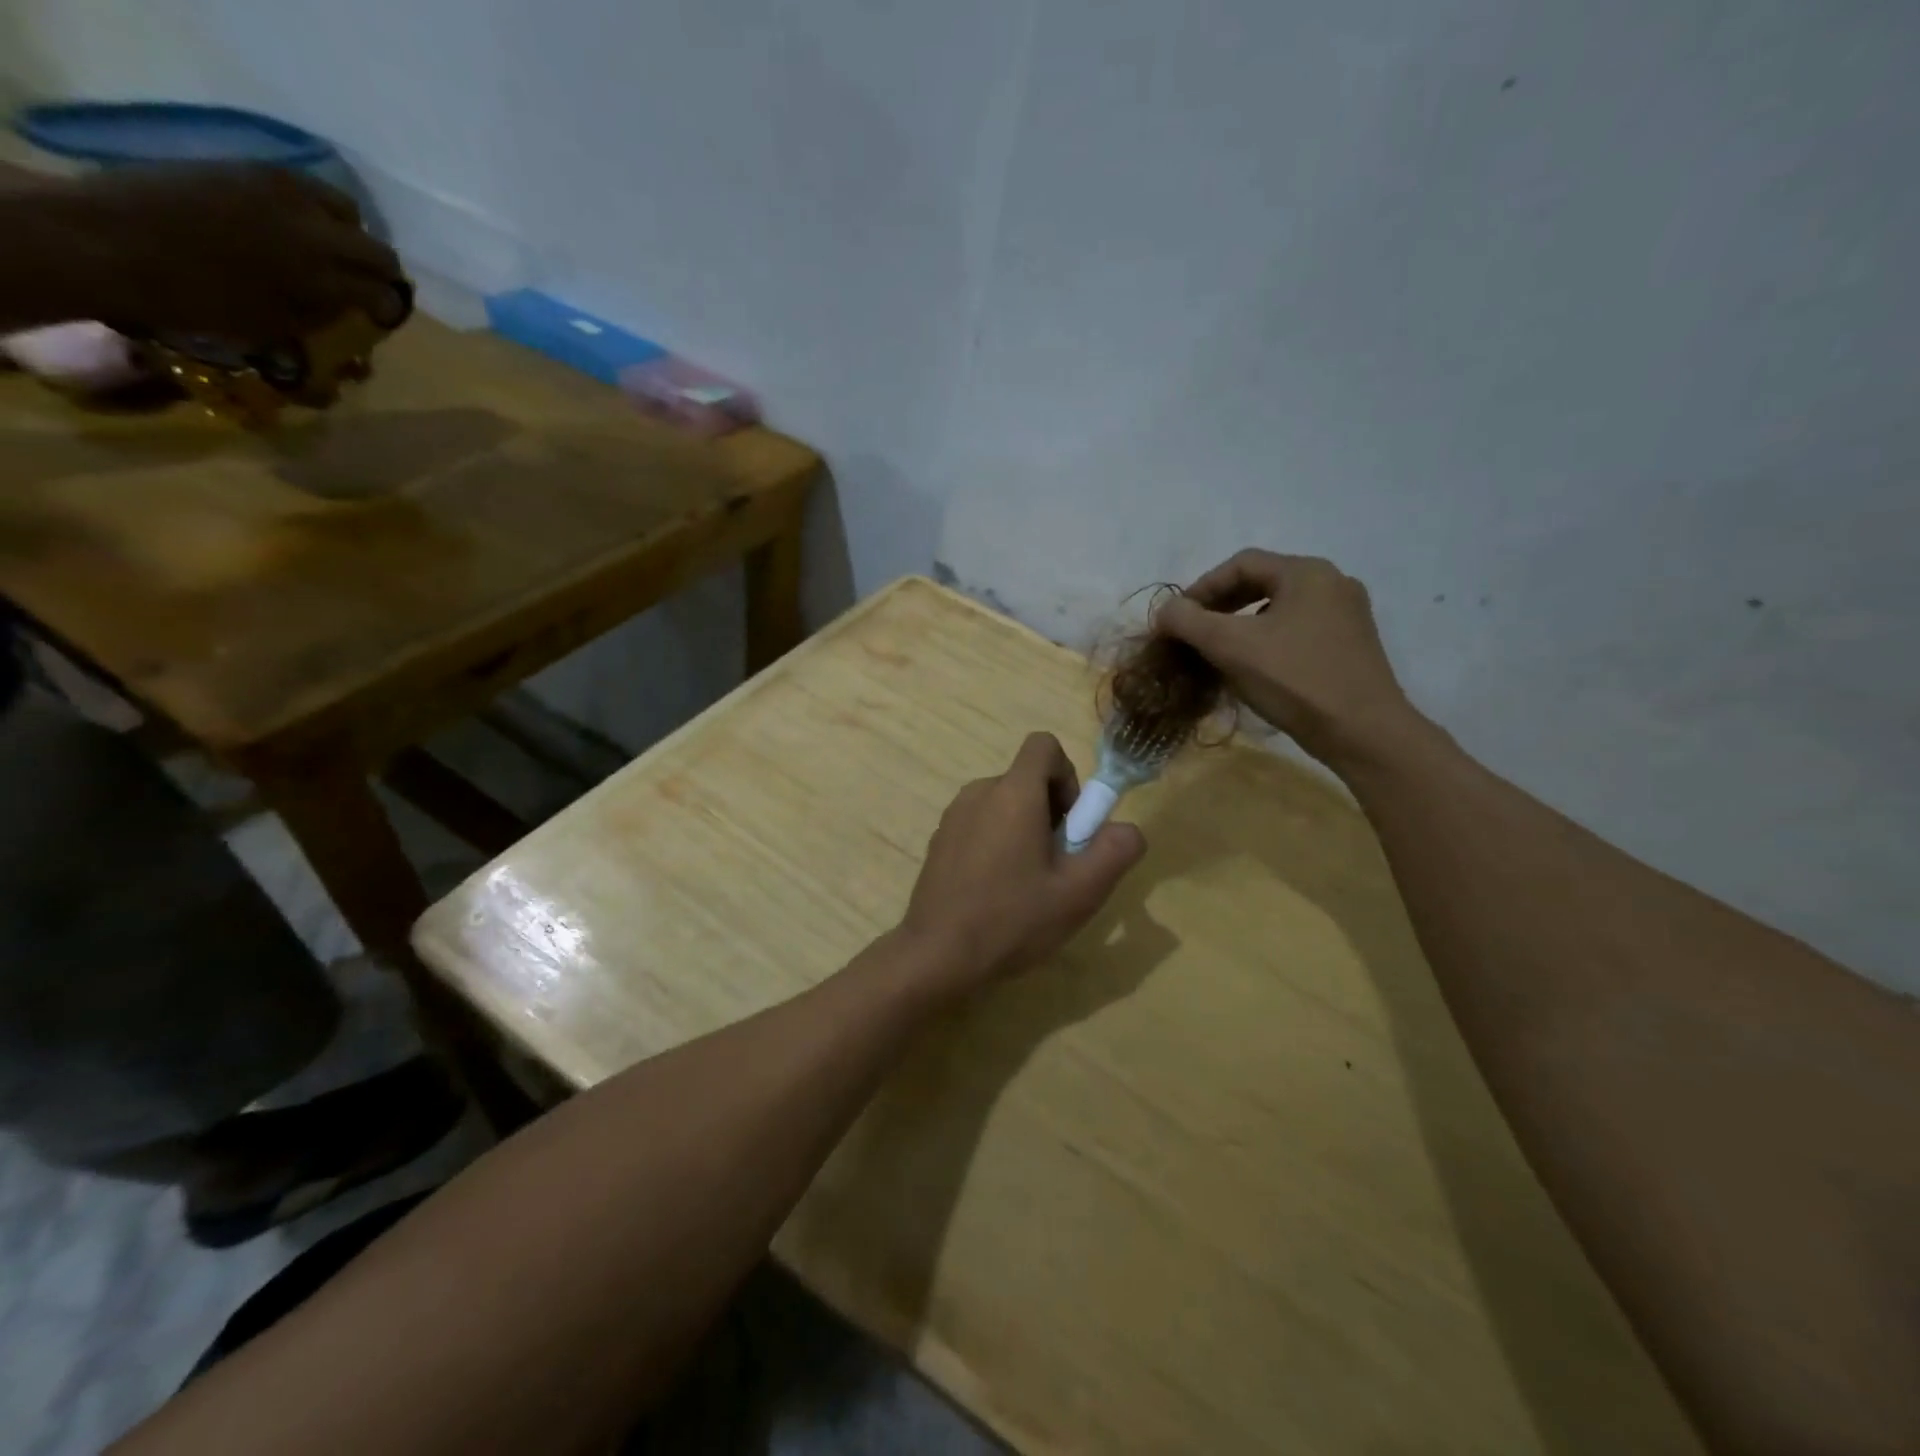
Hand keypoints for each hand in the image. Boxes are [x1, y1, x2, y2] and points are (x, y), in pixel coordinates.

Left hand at [58, 164, 403, 344]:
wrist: (111, 242)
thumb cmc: (198, 302)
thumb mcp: (276, 330)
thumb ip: (322, 319)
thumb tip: (352, 319)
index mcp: (324, 280)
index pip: (384, 295)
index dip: (387, 308)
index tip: (381, 316)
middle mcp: (315, 234)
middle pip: (379, 253)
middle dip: (379, 272)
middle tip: (368, 284)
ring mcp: (282, 194)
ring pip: (347, 211)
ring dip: (348, 233)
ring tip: (329, 246)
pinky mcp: (249, 169)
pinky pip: (305, 186)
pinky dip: (313, 205)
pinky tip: (293, 220)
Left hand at [899, 733, 1145, 992]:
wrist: (937, 954)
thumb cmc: (1013, 919)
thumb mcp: (1079, 892)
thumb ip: (1115, 851)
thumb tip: (1127, 829)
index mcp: (1013, 793)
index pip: (1044, 745)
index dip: (1068, 775)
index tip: (1071, 823)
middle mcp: (979, 792)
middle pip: (1026, 779)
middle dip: (1051, 811)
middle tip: (1056, 865)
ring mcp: (953, 816)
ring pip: (1003, 804)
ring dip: (1024, 830)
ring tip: (1026, 884)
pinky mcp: (939, 840)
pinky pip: (979, 824)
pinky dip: (996, 843)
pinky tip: (996, 892)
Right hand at [1155, 549, 1422, 768]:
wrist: (1363, 732)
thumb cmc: (1295, 680)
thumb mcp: (1231, 647)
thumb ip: (1189, 621)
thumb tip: (1165, 610)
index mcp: (1306, 572)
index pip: (1240, 564)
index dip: (1201, 587)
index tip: (1176, 618)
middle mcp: (1332, 583)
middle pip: (1262, 582)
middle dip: (1220, 605)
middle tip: (1192, 633)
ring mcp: (1347, 614)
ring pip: (1279, 608)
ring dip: (1241, 624)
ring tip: (1217, 651)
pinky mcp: (1351, 645)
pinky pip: (1297, 629)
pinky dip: (1266, 640)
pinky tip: (1252, 666)